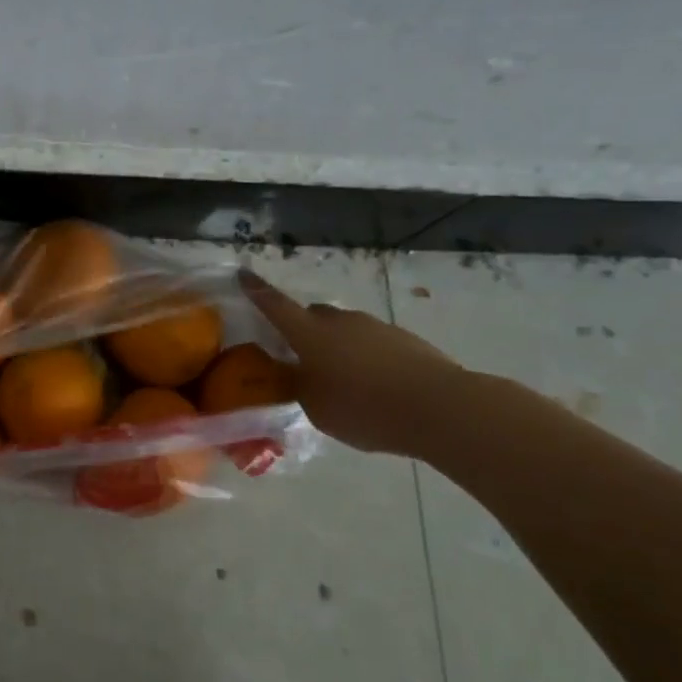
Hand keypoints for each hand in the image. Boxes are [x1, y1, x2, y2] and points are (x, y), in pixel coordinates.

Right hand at [238, 269, 462, 456]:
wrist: (438, 407)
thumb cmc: (363, 408)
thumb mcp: (316, 407)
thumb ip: (299, 386)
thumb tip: (293, 372)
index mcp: (310, 334)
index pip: (275, 305)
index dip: (257, 290)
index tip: (243, 273)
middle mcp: (339, 321)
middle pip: (313, 316)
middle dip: (304, 331)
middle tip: (303, 359)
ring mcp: (375, 326)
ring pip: (345, 330)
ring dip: (338, 347)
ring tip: (344, 382)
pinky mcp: (404, 339)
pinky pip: (372, 344)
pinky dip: (366, 358)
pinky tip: (375, 387)